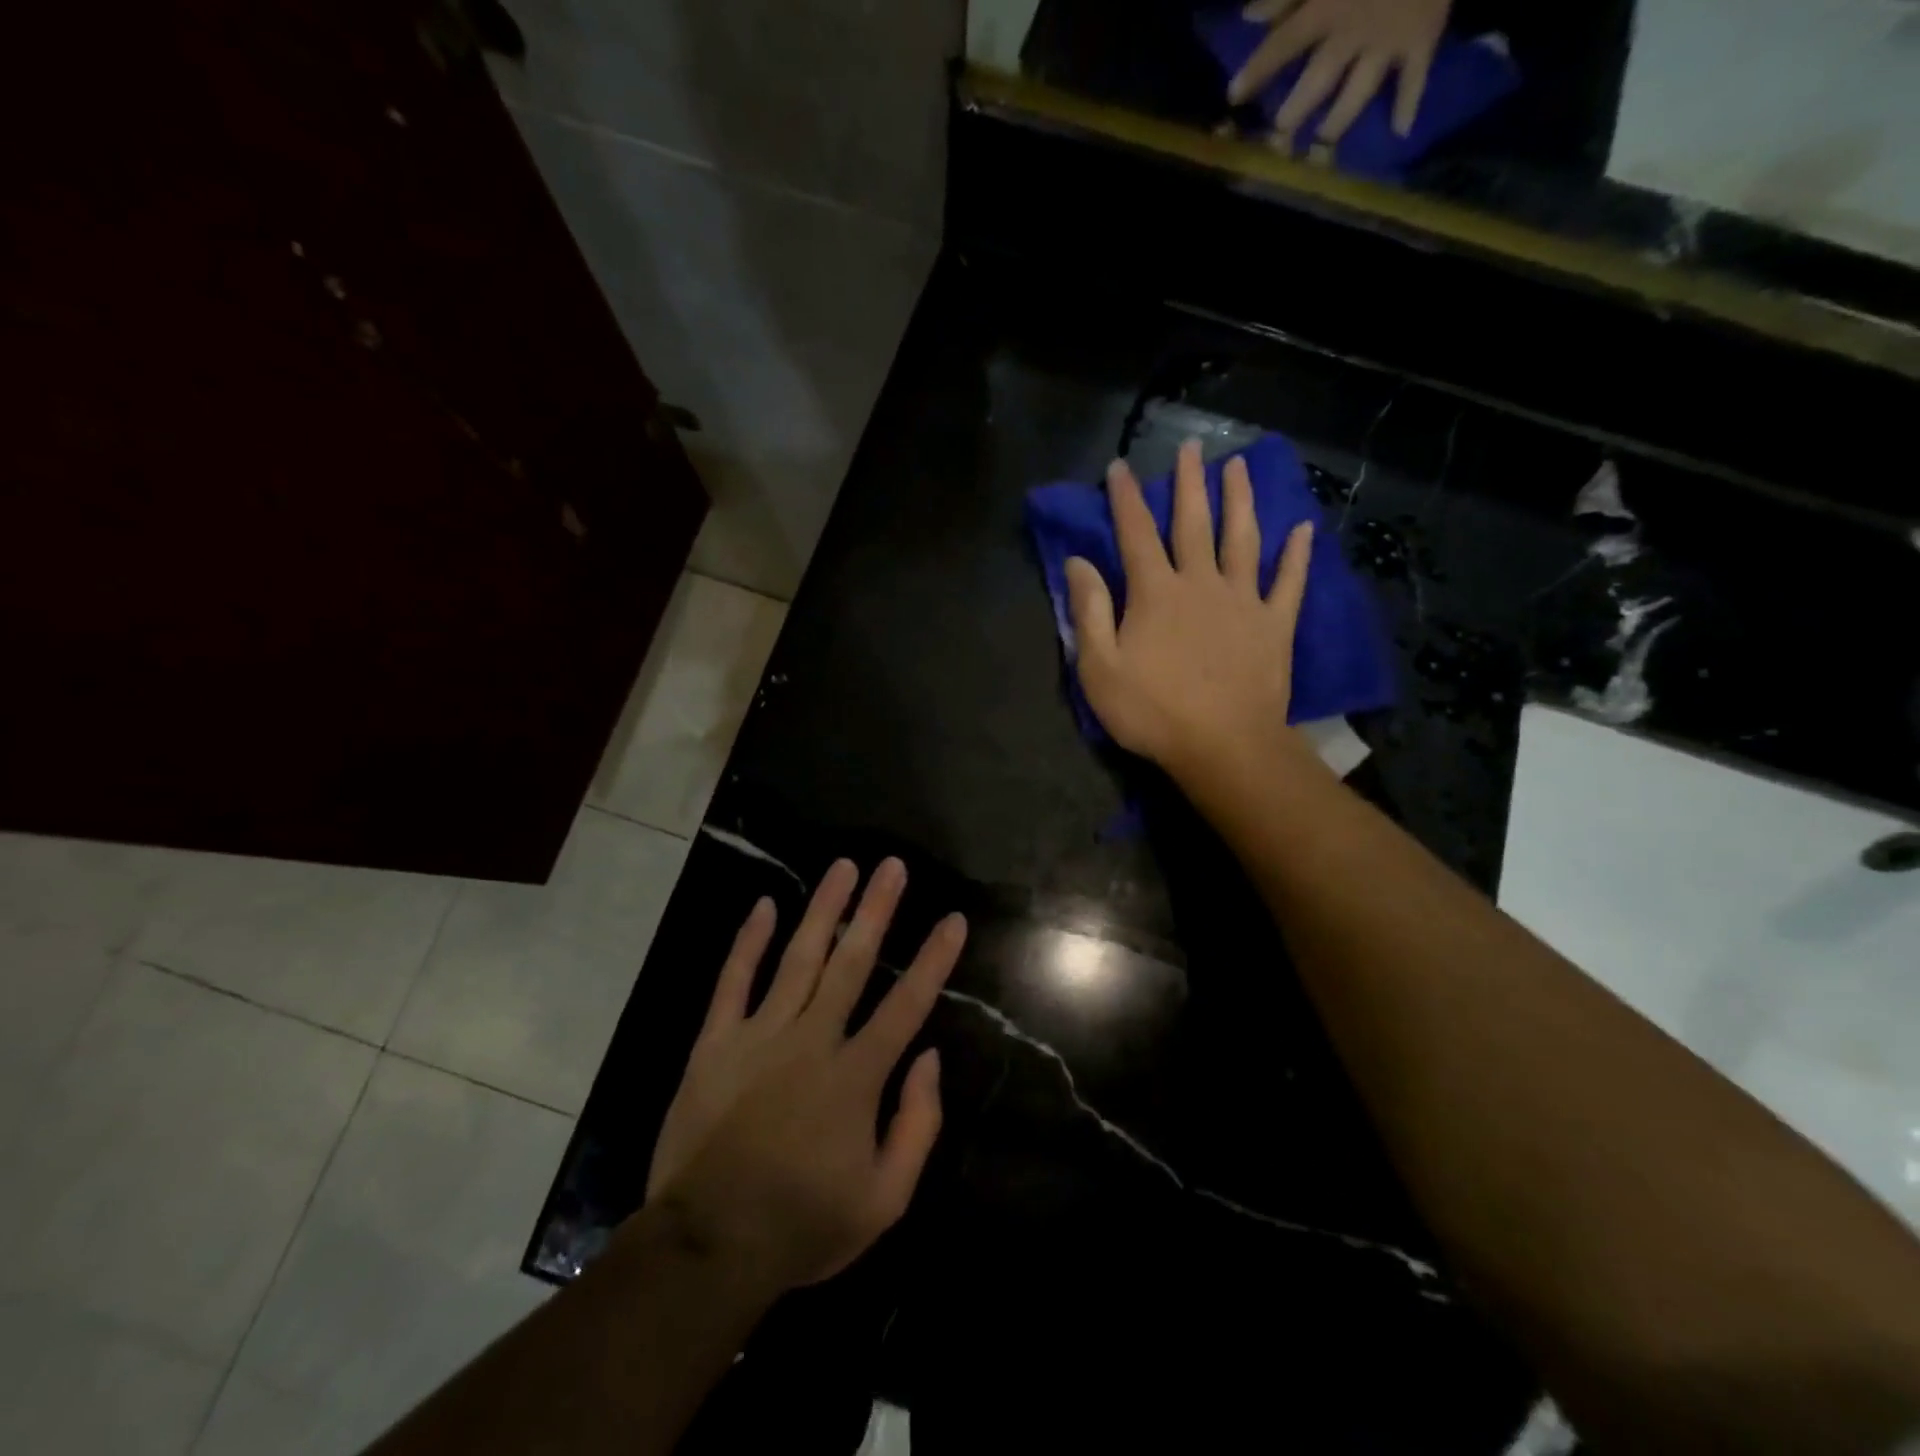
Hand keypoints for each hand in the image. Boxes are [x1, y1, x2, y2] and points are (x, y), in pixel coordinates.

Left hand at [645, 858, 965, 1293]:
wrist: (707, 1246)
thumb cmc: (802, 1225)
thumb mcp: (884, 1200)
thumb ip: (917, 1125)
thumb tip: (930, 1059)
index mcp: (856, 1076)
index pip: (906, 1004)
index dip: (934, 960)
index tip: (953, 919)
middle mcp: (812, 1040)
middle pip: (852, 963)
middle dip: (876, 910)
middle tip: (893, 866)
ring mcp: (760, 1036)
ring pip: (798, 958)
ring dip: (824, 909)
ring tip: (843, 866)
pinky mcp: (715, 1044)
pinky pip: (733, 982)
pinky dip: (747, 942)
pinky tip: (764, 905)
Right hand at [1064, 439, 1316, 784]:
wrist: (1224, 746)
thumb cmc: (1153, 712)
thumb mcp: (1099, 668)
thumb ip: (1088, 612)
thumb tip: (1077, 562)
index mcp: (1155, 593)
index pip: (1136, 534)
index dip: (1125, 499)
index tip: (1120, 467)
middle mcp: (1200, 583)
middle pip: (1193, 523)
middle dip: (1189, 483)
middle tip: (1192, 447)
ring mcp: (1243, 601)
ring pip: (1242, 538)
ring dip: (1240, 500)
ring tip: (1240, 467)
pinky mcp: (1274, 625)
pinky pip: (1288, 582)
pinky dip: (1296, 554)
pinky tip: (1304, 529)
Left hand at [1229, 0, 1450, 144]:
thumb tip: (1250, 16)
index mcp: (1328, 5)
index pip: (1283, 44)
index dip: (1257, 70)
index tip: (1233, 96)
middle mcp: (1353, 33)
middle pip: (1318, 81)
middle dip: (1297, 111)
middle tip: (1280, 135)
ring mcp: (1388, 41)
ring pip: (1357, 93)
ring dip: (1338, 121)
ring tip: (1322, 141)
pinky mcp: (1423, 37)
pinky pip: (1415, 77)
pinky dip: (1409, 103)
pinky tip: (1401, 130)